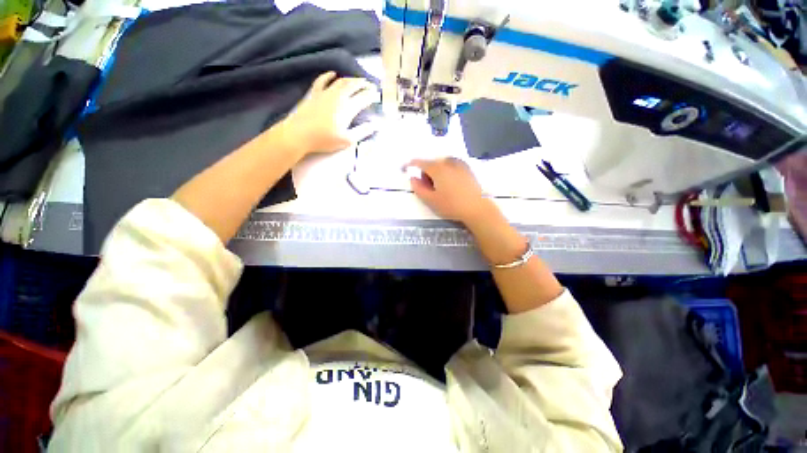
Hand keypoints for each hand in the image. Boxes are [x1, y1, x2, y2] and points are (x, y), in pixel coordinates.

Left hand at [279, 71, 378, 155]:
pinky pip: (322, 81)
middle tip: (371, 84)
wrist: (300, 134)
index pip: (363, 98)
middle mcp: (338, 97)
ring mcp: (325, 93)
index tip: (378, 95)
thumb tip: (375, 125)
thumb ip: (363, 131)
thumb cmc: (325, 139)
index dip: (372, 96)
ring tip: (358, 80)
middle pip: (353, 86)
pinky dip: (329, 76)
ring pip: (341, 81)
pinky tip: (333, 74)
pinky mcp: (315, 94)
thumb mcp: (347, 140)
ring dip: (351, 79)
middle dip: (364, 84)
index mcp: (348, 108)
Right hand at [408, 157, 494, 225]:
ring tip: (440, 188)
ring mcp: (459, 164)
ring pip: (441, 164)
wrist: (477, 208)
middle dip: (425, 173)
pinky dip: (446, 172)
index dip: (410, 165)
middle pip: (431, 163)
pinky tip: (451, 185)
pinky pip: (451, 166)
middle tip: (428, 188)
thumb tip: (413, 178)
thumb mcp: (431, 200)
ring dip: (436, 172)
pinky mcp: (467, 169)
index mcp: (437, 168)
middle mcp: (448, 162)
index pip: (419, 162)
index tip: (404, 168)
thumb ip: (418, 188)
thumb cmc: (451, 205)